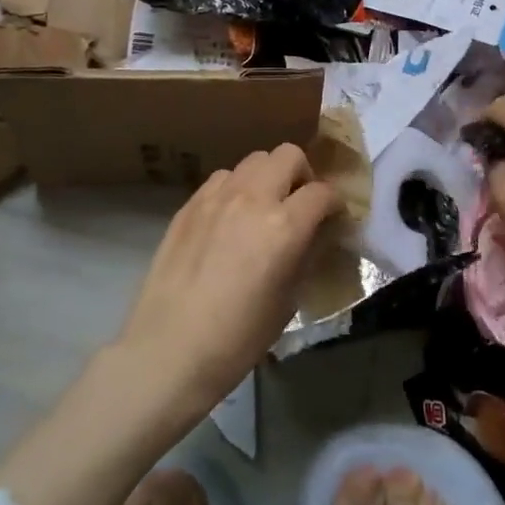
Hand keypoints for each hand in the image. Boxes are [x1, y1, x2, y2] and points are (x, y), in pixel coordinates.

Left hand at [116, 144, 341, 411]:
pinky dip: (236, 187)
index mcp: (285, 226)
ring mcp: (217, 197)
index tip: (333, 218)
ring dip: (267, 177)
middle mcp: (253, 198)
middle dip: (302, 175)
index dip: (335, 203)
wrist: (170, 349)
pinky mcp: (189, 204)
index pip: (322, 192)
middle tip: (299, 204)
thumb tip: (316, 234)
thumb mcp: (289, 300)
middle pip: (288, 155)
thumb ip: (306, 255)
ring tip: (263, 208)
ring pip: (253, 160)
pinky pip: (222, 178)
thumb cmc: (238, 337)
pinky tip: (230, 217)